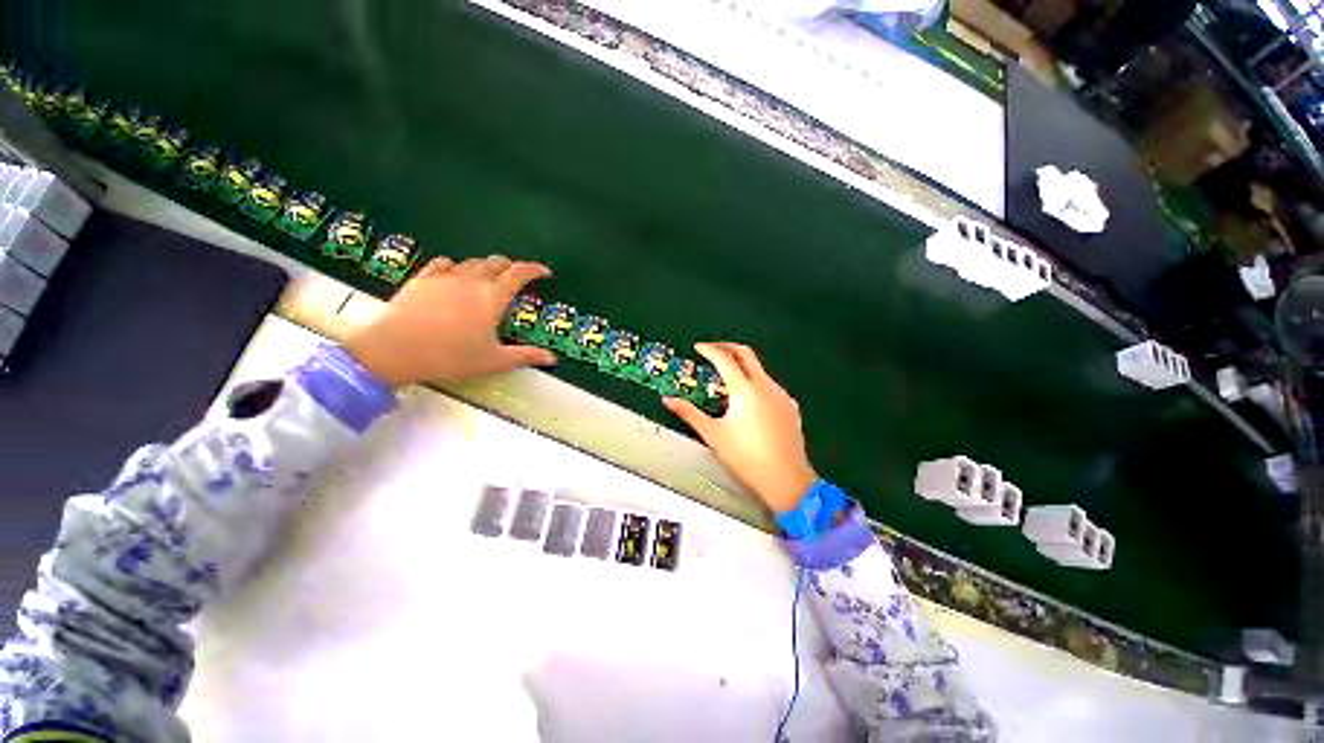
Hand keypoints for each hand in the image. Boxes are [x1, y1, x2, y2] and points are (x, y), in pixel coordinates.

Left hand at [344, 255, 556, 387]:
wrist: (395, 350)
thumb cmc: (451, 357)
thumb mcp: (494, 361)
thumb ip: (525, 356)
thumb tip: (553, 359)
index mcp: (492, 297)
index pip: (519, 274)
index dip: (534, 270)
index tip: (545, 272)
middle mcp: (471, 281)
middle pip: (496, 263)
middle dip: (510, 267)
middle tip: (516, 279)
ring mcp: (444, 277)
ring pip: (471, 262)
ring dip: (484, 267)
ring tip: (487, 279)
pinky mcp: (421, 280)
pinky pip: (443, 264)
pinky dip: (455, 267)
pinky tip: (453, 276)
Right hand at [663, 343, 815, 512]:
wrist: (786, 479)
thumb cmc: (746, 457)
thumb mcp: (713, 434)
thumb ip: (689, 413)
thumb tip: (669, 400)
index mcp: (744, 390)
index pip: (724, 359)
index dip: (709, 349)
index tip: (699, 348)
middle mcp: (765, 385)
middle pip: (746, 353)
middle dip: (727, 347)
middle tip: (713, 350)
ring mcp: (781, 394)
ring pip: (759, 370)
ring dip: (742, 367)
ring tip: (726, 384)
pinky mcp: (790, 405)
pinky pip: (770, 386)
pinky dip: (755, 384)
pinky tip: (748, 403)